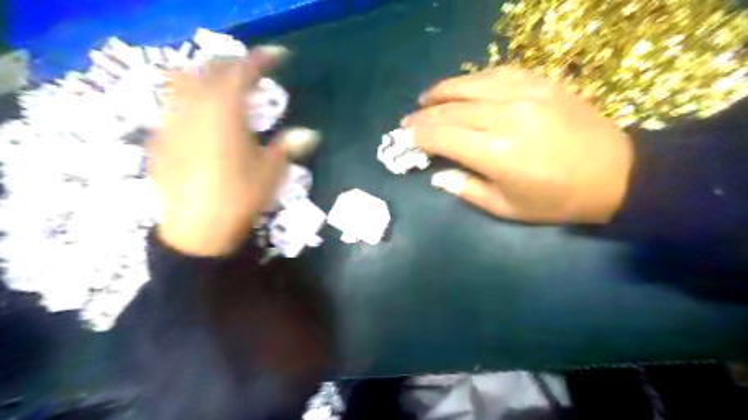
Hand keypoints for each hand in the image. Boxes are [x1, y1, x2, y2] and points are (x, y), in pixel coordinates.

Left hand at [149, 46, 315, 255]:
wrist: (197, 231)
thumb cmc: (239, 198)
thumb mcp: (271, 172)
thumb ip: (288, 147)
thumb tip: (311, 133)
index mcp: (224, 111)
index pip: (243, 72)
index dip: (263, 59)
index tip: (280, 55)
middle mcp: (193, 108)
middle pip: (208, 69)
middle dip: (232, 64)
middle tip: (251, 70)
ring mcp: (171, 122)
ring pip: (183, 82)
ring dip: (206, 76)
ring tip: (223, 86)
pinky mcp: (160, 140)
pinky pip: (172, 106)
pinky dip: (189, 100)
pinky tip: (200, 116)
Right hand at [404, 68, 630, 224]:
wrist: (614, 173)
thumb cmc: (556, 199)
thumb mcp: (507, 208)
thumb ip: (467, 189)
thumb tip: (437, 176)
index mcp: (496, 153)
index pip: (443, 136)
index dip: (420, 135)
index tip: (406, 136)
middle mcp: (505, 117)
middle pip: (451, 109)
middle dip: (424, 115)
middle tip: (408, 120)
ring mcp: (525, 94)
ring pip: (470, 85)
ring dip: (442, 91)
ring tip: (426, 98)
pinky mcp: (541, 83)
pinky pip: (498, 73)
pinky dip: (473, 79)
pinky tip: (462, 86)